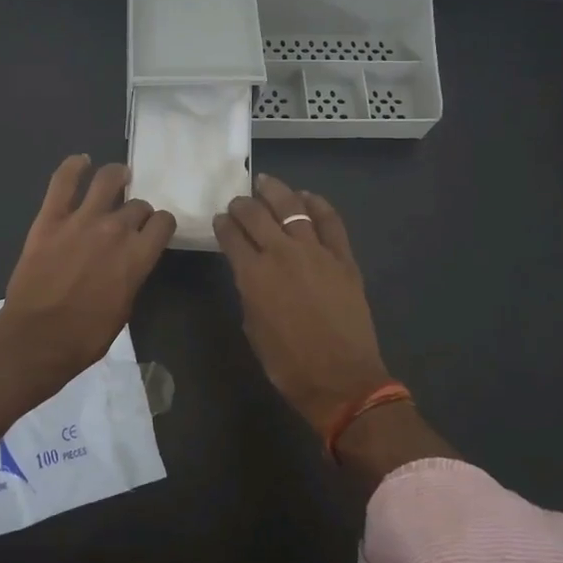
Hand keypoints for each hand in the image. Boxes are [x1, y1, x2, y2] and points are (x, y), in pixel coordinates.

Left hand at [0, 156, 174, 440]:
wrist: (36, 339)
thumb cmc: (86, 336)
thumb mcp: (125, 308)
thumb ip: (132, 275)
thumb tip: (130, 261)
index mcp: (139, 255)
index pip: (163, 222)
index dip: (161, 224)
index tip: (155, 230)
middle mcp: (116, 229)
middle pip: (138, 205)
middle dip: (138, 211)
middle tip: (129, 219)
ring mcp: (82, 219)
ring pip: (108, 180)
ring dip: (117, 176)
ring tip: (118, 177)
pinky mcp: (50, 217)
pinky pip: (63, 181)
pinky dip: (74, 166)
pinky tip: (81, 161)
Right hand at [212, 174, 392, 436]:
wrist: (341, 380)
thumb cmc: (288, 364)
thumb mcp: (253, 329)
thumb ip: (249, 293)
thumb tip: (251, 274)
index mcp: (253, 275)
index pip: (231, 236)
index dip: (223, 224)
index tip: (220, 219)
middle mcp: (281, 253)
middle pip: (256, 215)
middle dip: (242, 204)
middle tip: (238, 202)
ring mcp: (316, 251)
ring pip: (292, 207)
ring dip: (275, 191)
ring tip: (266, 182)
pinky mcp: (343, 257)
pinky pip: (330, 221)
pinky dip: (317, 204)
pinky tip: (307, 197)